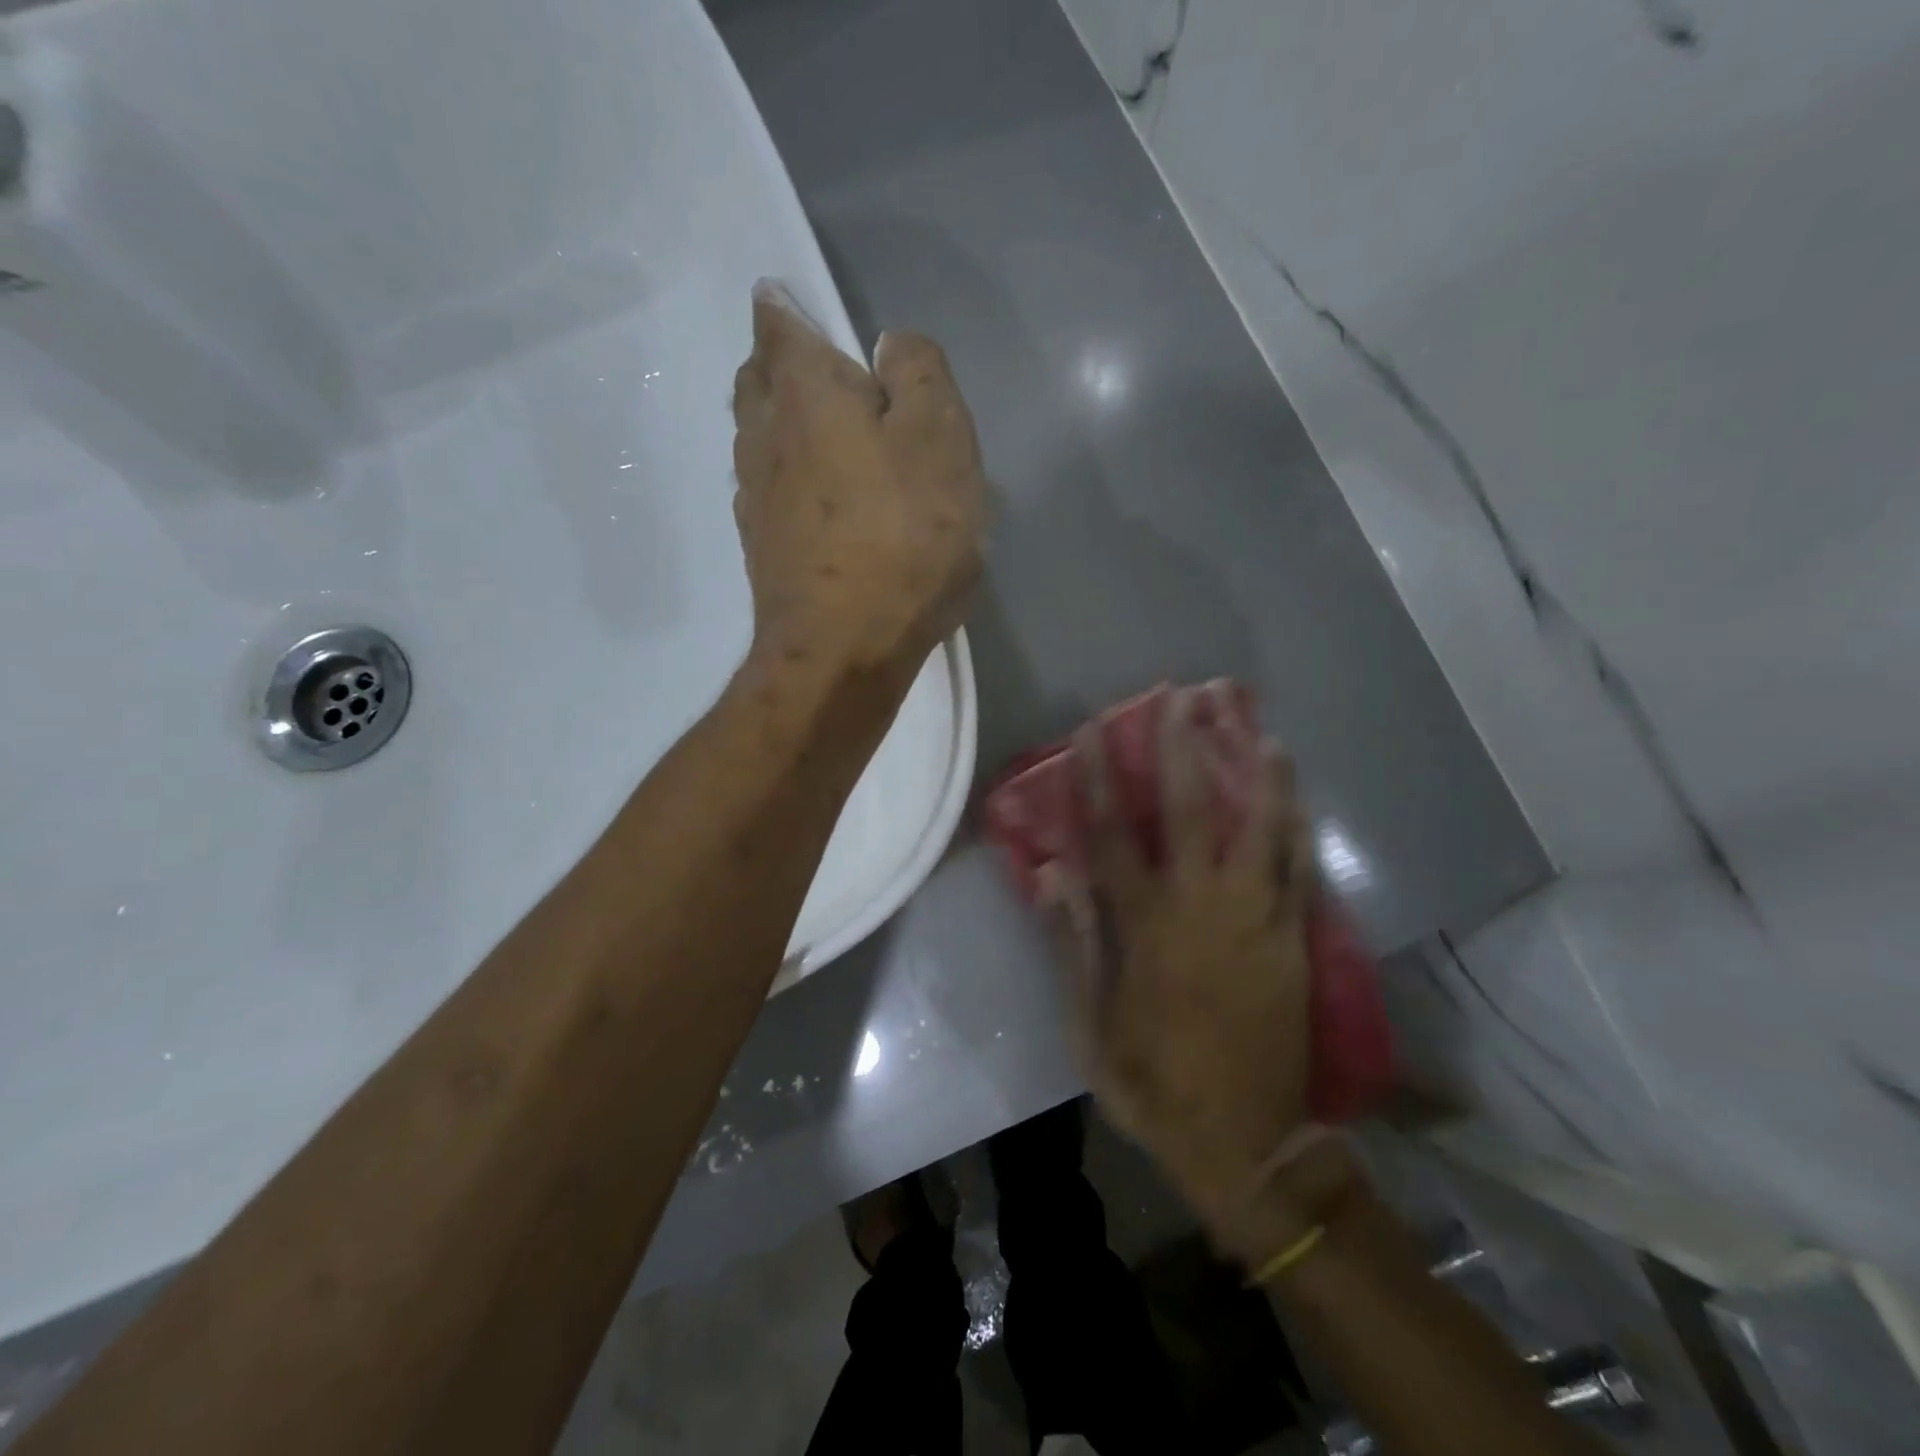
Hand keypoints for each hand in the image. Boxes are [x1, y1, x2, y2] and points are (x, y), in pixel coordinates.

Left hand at [730, 281, 985, 692]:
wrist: (843, 651)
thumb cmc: (902, 538)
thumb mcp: (941, 439)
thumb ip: (919, 373)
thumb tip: (889, 347)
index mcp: (804, 391)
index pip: (778, 320)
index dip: (788, 307)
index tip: (802, 309)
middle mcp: (762, 434)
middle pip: (757, 378)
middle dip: (783, 366)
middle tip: (826, 376)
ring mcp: (752, 497)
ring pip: (758, 437)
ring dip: (784, 425)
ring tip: (827, 437)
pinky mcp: (760, 548)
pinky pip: (768, 491)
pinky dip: (788, 480)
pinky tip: (820, 502)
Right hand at [1042, 689, 1354, 1262]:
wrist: (1247, 1142)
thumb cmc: (1154, 1083)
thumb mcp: (1090, 1026)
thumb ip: (1075, 943)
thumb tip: (1055, 872)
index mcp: (1145, 929)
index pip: (1112, 836)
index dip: (1096, 779)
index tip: (1090, 731)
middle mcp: (1202, 908)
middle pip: (1191, 811)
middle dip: (1181, 747)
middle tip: (1180, 696)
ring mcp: (1256, 919)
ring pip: (1260, 828)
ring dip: (1254, 771)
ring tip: (1253, 723)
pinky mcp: (1293, 938)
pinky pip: (1298, 868)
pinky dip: (1296, 823)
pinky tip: (1295, 788)